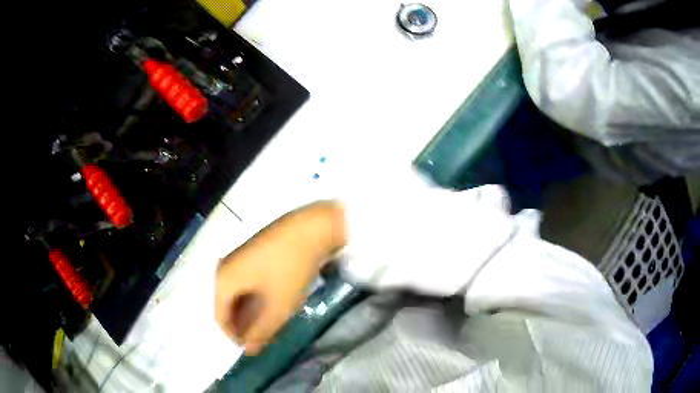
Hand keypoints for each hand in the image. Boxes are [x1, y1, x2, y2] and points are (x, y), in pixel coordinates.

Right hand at [214, 201, 345, 354]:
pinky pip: (245, 282)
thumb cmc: (290, 268)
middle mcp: (224, 267)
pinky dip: (254, 297)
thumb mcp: (278, 306)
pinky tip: (271, 303)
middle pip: (227, 305)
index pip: (219, 318)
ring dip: (250, 312)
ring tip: (268, 324)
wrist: (310, 227)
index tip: (252, 348)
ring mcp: (237, 258)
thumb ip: (261, 331)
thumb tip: (248, 350)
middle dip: (242, 324)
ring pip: (237, 294)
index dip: (234, 336)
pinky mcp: (250, 252)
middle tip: (262, 337)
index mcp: (223, 280)